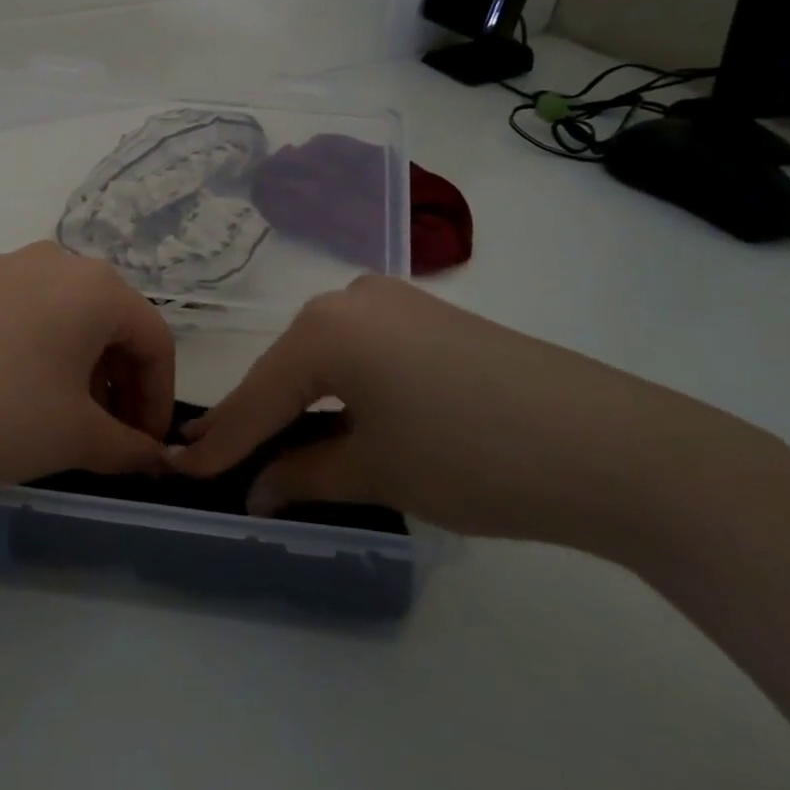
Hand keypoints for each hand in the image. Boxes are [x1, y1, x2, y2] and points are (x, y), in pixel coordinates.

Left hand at [0, 242, 175, 509]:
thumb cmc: (2, 417)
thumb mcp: (78, 437)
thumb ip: (130, 447)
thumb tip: (157, 461)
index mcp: (95, 285)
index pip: (153, 339)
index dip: (159, 397)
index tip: (149, 445)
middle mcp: (54, 260)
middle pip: (111, 321)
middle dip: (121, 381)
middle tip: (112, 433)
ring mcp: (3, 268)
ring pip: (67, 315)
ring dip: (82, 366)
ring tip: (68, 417)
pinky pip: (25, 312)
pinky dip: (42, 349)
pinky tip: (20, 392)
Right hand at [167, 274, 741, 551]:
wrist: (612, 445)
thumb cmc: (473, 457)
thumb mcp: (376, 471)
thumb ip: (302, 476)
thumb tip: (254, 492)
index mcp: (325, 328)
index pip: (257, 395)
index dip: (218, 442)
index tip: (177, 470)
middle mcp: (349, 297)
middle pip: (286, 369)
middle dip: (255, 419)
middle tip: (217, 460)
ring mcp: (393, 301)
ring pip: (322, 358)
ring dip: (298, 402)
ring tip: (268, 445)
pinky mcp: (427, 316)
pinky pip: (360, 352)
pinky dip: (340, 388)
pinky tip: (334, 417)